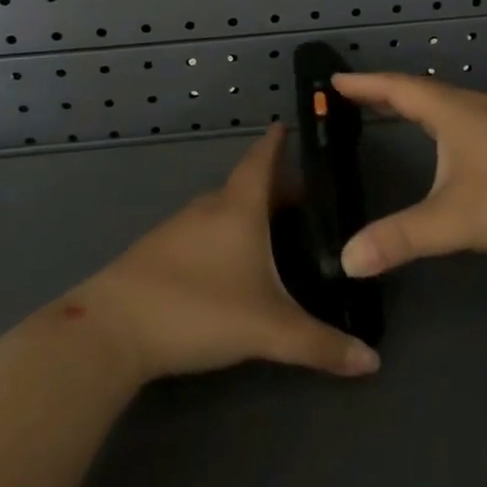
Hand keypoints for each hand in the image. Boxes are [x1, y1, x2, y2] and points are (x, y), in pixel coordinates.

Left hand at [73, 123, 381, 383]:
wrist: (113, 329)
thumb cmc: (198, 309)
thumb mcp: (268, 330)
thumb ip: (320, 345)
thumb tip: (373, 362)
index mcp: (238, 206)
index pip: (262, 158)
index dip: (277, 141)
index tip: (290, 125)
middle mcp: (209, 206)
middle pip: (248, 185)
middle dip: (276, 188)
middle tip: (308, 201)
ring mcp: (179, 227)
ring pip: (223, 209)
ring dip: (249, 213)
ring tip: (277, 233)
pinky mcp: (158, 251)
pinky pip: (203, 230)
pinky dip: (225, 234)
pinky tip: (232, 264)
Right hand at [332, 73, 486, 277]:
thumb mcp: (455, 220)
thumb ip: (400, 238)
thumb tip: (347, 260)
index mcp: (456, 113)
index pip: (399, 88)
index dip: (365, 84)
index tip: (334, 80)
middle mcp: (478, 109)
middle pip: (423, 92)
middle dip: (386, 93)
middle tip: (354, 96)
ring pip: (450, 106)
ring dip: (417, 107)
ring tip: (394, 114)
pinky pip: (469, 122)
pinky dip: (443, 123)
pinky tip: (449, 146)